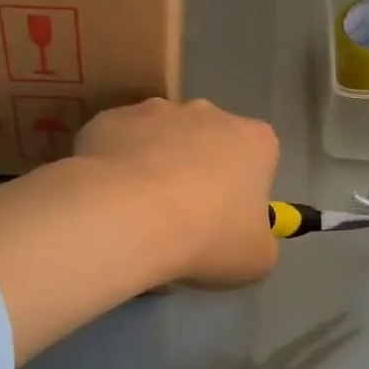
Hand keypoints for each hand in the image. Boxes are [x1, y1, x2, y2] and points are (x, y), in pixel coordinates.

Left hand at [74, 97, 279, 287]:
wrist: (127, 218)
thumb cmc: (207, 237)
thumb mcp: (256, 258)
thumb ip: (259, 239)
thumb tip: (246, 236)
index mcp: (254, 140)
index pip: (260, 158)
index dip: (244, 191)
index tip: (227, 222)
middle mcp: (208, 113)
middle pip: (209, 141)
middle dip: (199, 171)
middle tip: (183, 219)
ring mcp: (155, 110)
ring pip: (161, 137)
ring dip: (156, 165)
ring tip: (139, 213)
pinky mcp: (111, 118)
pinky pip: (119, 143)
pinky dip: (116, 166)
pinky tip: (109, 200)